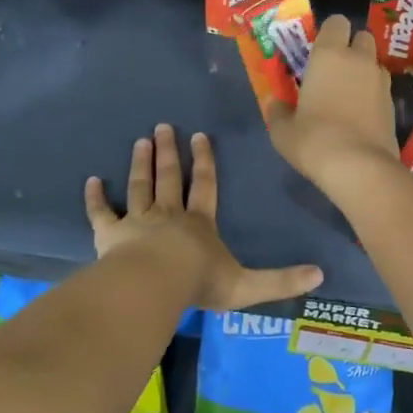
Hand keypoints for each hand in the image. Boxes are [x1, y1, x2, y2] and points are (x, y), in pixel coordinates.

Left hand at [85, 124, 322, 310]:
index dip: (205, 161)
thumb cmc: (199, 283)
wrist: (153, 286)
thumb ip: (281, 280)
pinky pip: (101, 213)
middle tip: (164, 126)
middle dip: (169, 153)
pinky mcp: (110, 234)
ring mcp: (137, 222)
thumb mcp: (247, 286)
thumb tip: (321, 275)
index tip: (200, 136)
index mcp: (199, 223)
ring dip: (141, 164)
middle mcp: (168, 215)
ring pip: (139, 186)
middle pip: (169, 178)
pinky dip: (95, 198)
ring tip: (141, 141)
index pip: (205, 185)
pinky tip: (91, 181)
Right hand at [264, 15, 400, 198]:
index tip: (319, 50)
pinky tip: (361, 116)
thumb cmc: (313, 139)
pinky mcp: (394, 105)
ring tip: (350, 94)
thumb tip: (275, 103)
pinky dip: (374, 95)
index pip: (336, 22)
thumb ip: (278, 111)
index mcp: (329, 54)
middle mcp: (359, 59)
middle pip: (363, 37)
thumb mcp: (283, 130)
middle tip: (335, 69)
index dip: (330, 32)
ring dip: (365, 71)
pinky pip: (382, 89)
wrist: (358, 167)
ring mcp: (381, 81)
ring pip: (375, 63)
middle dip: (352, 47)